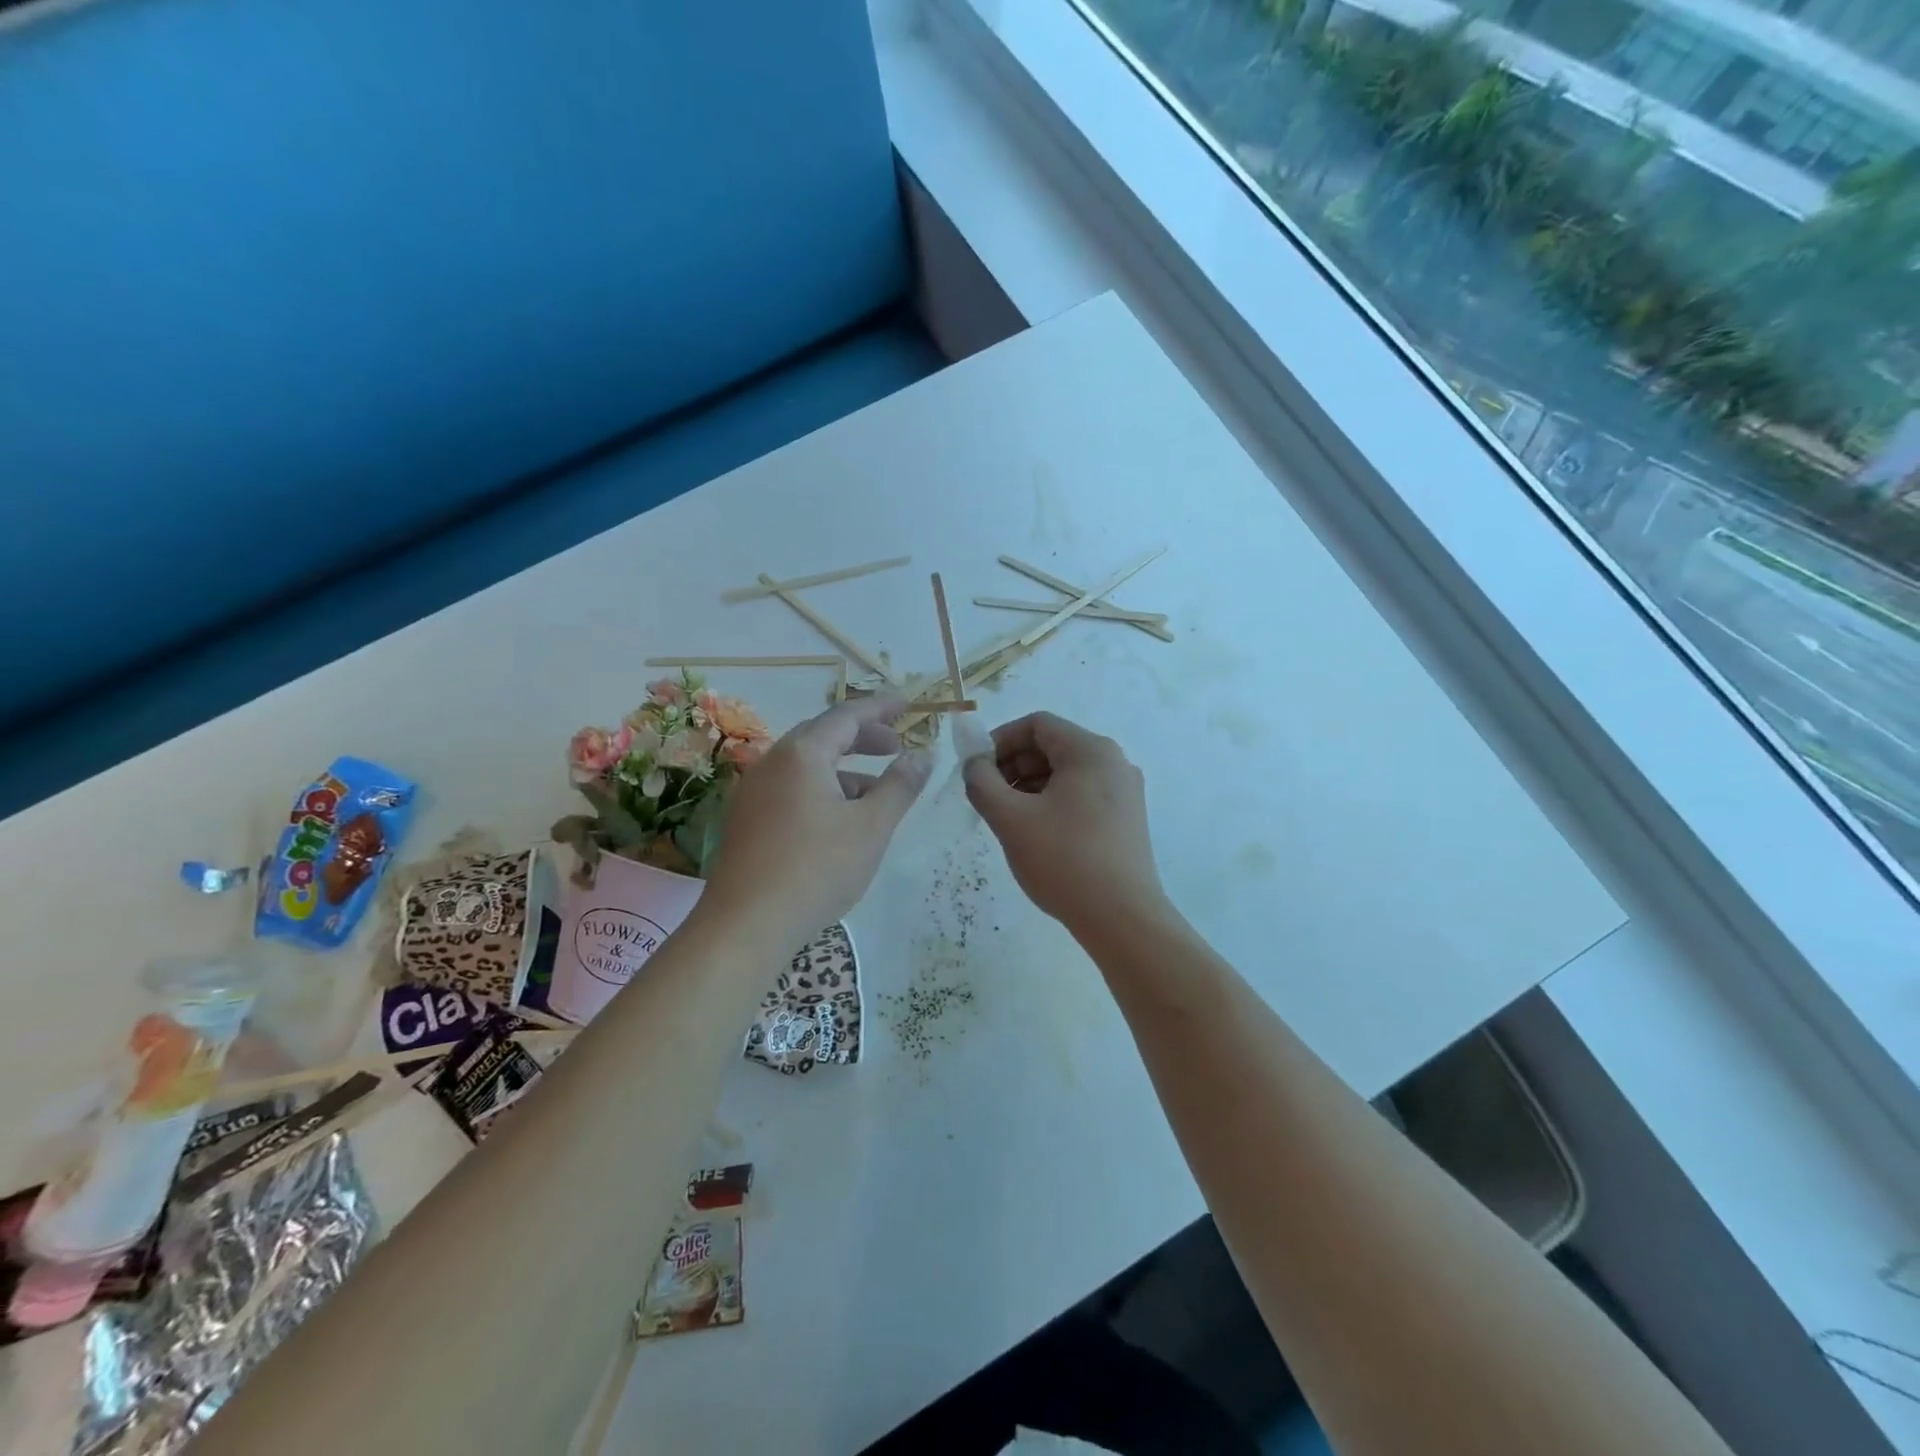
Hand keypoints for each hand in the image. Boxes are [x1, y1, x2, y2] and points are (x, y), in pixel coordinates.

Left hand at [703, 696, 931, 944]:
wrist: (746, 925)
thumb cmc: (817, 869)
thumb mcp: (871, 826)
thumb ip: (900, 785)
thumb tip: (922, 755)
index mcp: (802, 754)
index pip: (847, 715)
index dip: (881, 707)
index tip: (908, 704)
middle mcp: (772, 763)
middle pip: (823, 735)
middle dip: (863, 737)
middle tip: (896, 745)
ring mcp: (754, 792)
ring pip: (807, 766)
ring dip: (845, 769)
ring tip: (878, 791)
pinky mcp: (747, 821)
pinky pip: (792, 789)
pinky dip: (823, 790)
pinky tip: (842, 821)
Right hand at [962, 711, 1164, 934]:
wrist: (1123, 918)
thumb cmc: (1064, 860)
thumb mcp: (1011, 819)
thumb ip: (982, 782)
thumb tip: (974, 763)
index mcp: (1090, 751)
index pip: (1037, 724)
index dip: (1000, 740)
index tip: (977, 769)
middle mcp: (1114, 762)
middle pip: (1053, 746)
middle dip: (1013, 765)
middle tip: (988, 796)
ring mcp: (1125, 792)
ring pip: (1066, 773)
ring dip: (1030, 786)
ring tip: (1008, 819)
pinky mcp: (1127, 819)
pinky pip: (1082, 795)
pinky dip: (1053, 802)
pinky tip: (1036, 833)